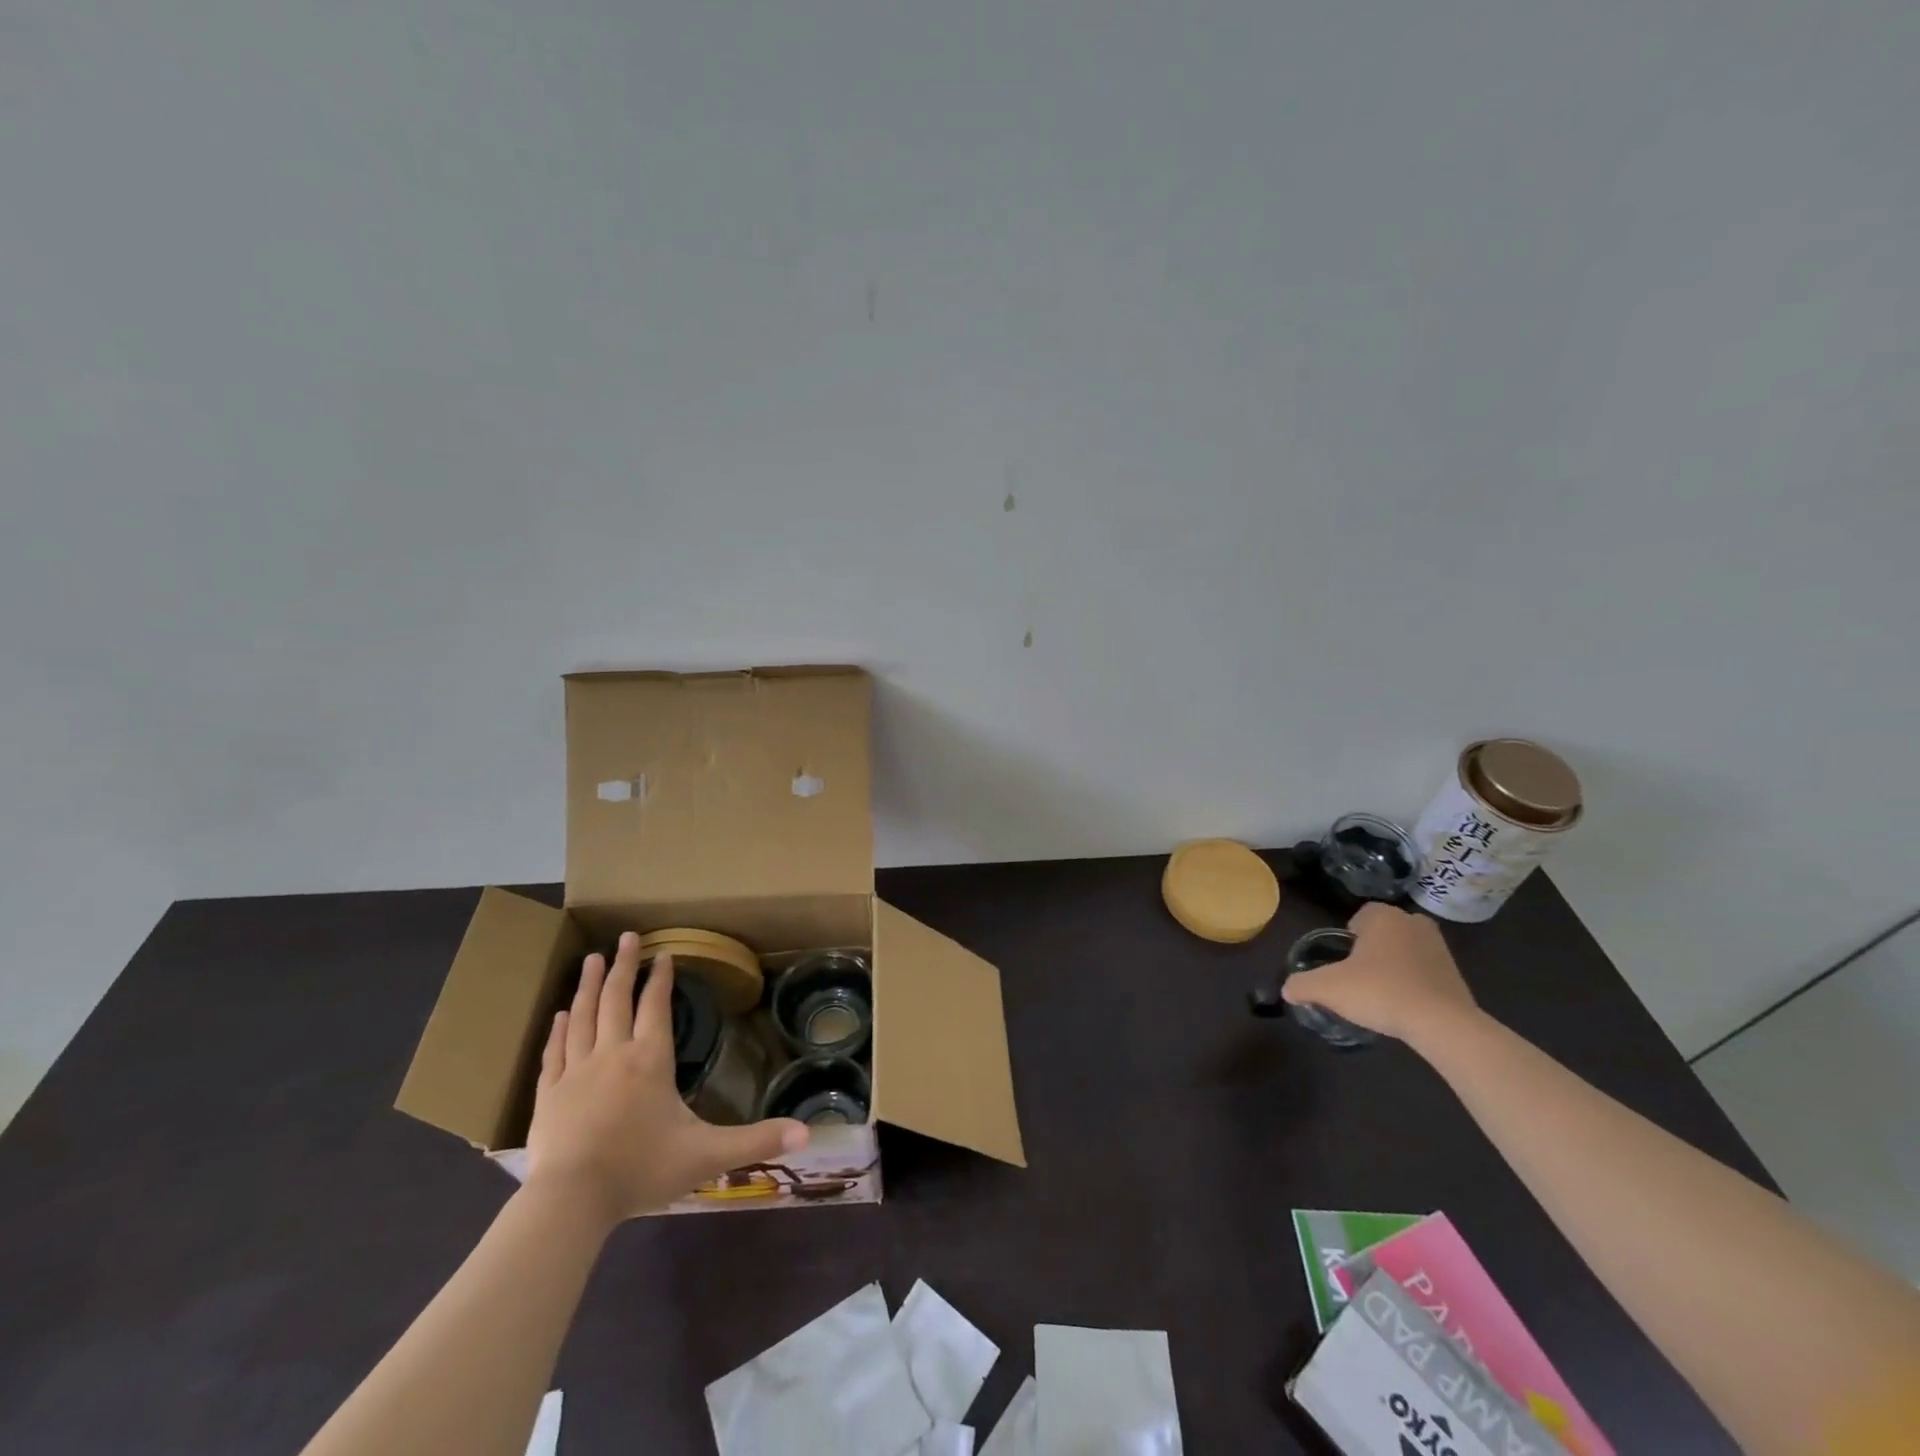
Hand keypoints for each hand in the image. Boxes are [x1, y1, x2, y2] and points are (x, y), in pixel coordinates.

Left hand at [524, 933, 807, 1226]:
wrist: (571, 1202)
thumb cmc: (642, 1170)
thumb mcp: (708, 1155)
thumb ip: (757, 1140)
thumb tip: (808, 1133)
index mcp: (650, 1060)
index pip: (656, 1007)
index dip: (662, 979)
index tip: (664, 953)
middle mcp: (613, 1054)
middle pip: (617, 1000)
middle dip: (624, 966)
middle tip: (626, 937)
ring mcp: (576, 1072)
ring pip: (582, 1017)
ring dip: (590, 986)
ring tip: (593, 959)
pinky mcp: (548, 1095)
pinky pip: (554, 1052)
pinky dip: (558, 1029)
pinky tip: (559, 1014)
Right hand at [1281, 902, 1479, 1044]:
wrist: (1442, 1024)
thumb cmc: (1380, 991)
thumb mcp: (1328, 988)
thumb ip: (1302, 984)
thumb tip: (1287, 989)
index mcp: (1384, 917)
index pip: (1361, 915)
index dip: (1349, 936)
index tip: (1343, 958)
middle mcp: (1413, 923)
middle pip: (1385, 931)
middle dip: (1373, 947)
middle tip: (1360, 974)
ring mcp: (1440, 948)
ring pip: (1407, 949)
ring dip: (1395, 963)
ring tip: (1381, 991)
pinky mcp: (1457, 974)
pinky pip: (1426, 970)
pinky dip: (1415, 982)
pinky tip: (1404, 1004)